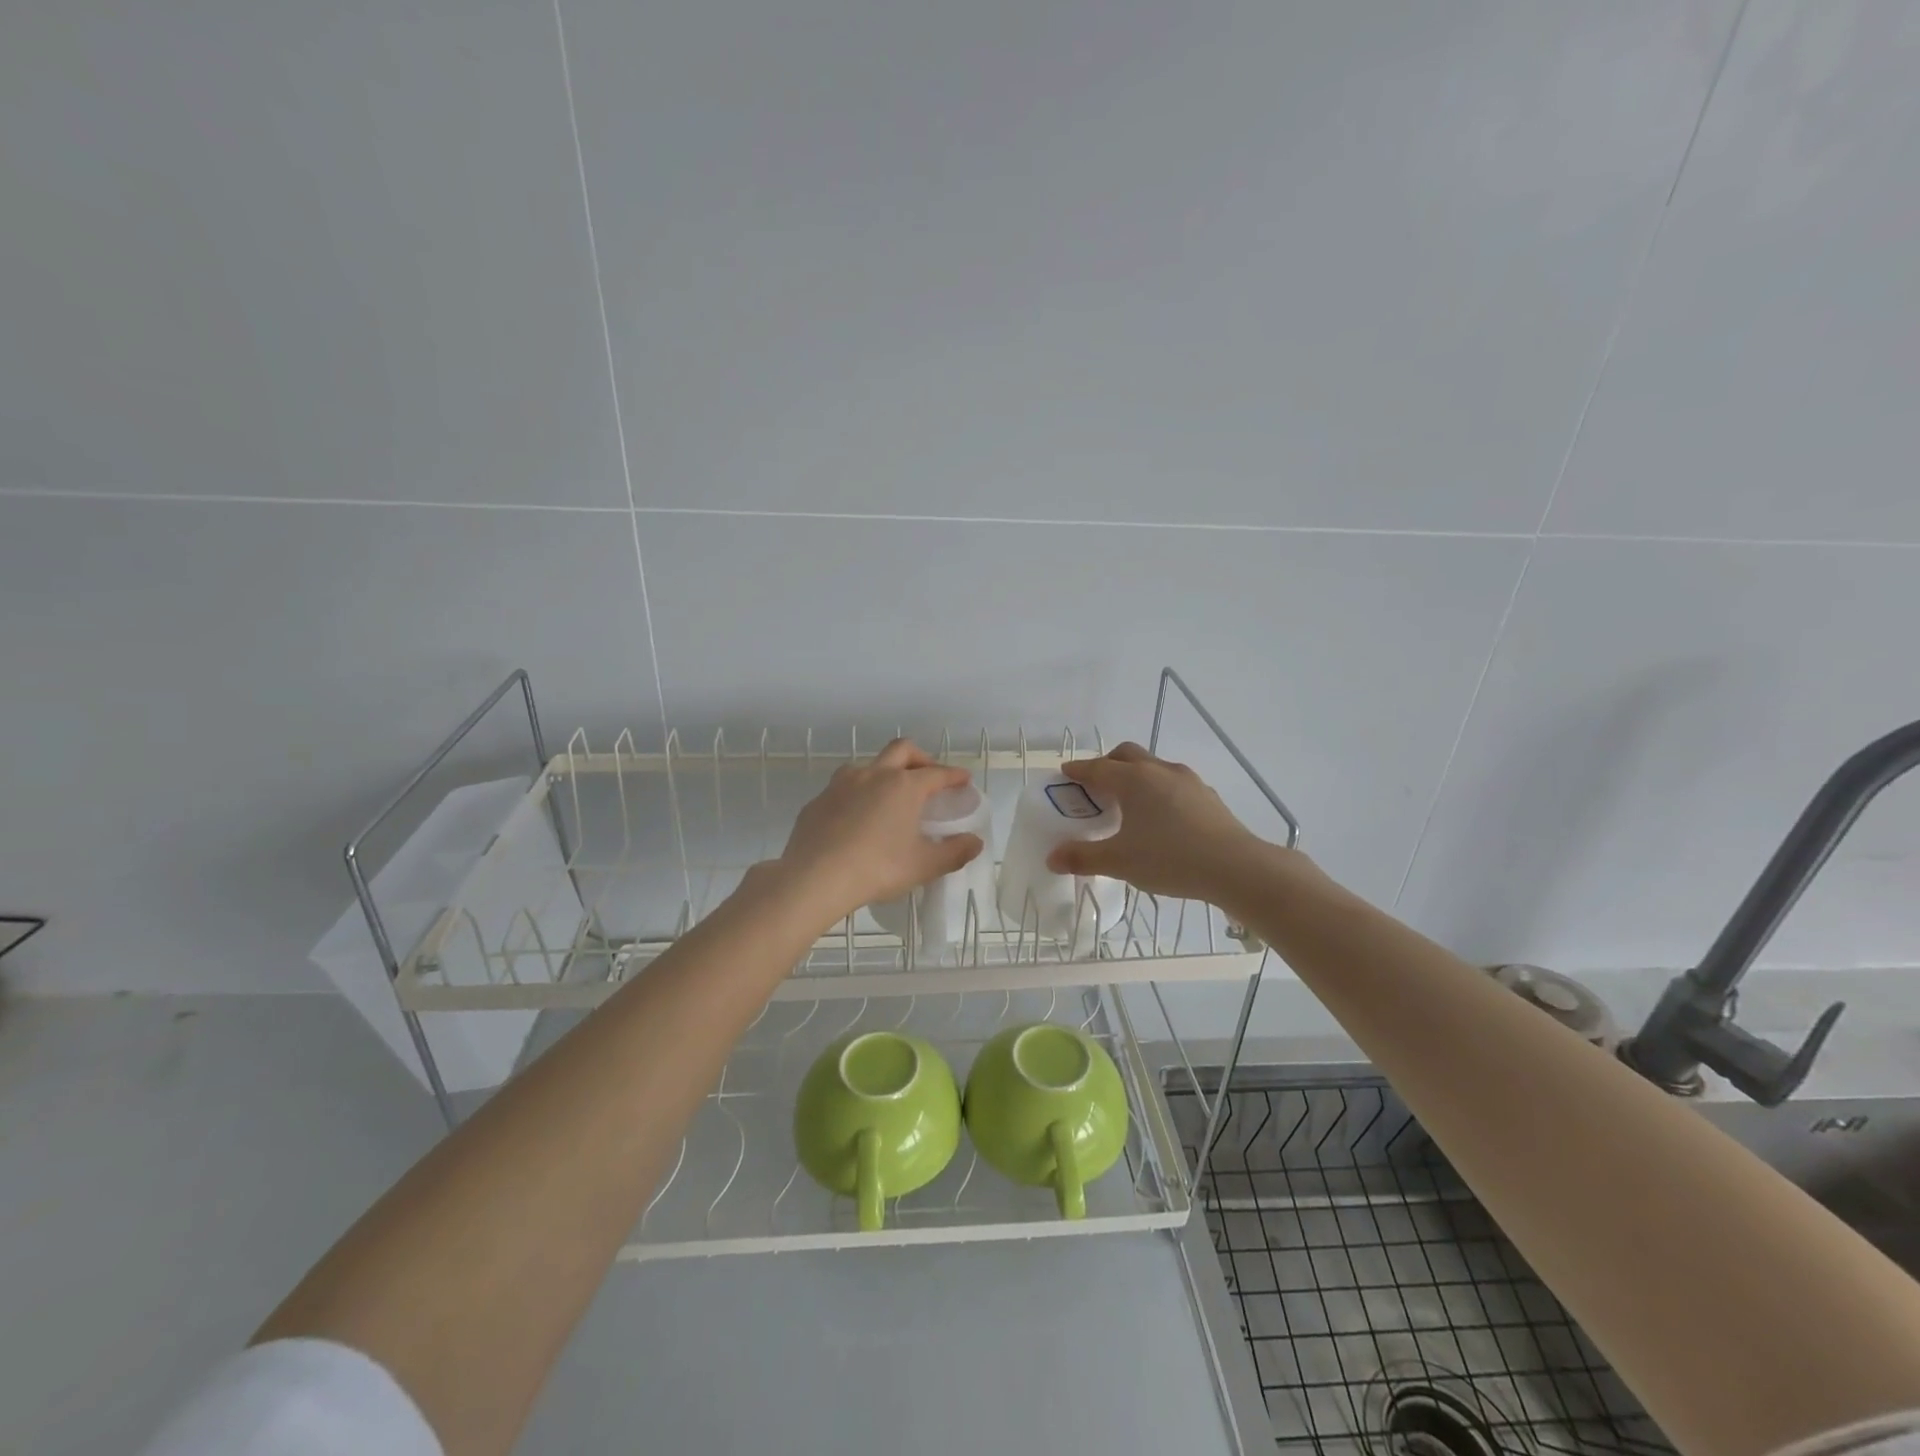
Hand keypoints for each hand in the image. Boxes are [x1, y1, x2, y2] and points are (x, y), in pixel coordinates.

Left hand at [774, 739, 983, 923]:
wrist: (815, 877)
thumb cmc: (877, 868)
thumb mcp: (923, 866)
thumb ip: (953, 852)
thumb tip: (974, 843)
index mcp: (904, 786)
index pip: (937, 773)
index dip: (954, 776)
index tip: (963, 780)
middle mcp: (874, 775)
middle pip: (902, 750)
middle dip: (921, 758)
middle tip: (928, 777)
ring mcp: (841, 784)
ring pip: (868, 764)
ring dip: (884, 772)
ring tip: (889, 796)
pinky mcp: (819, 800)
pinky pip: (843, 788)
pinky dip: (857, 794)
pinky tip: (856, 818)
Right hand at [1044, 743, 1270, 904]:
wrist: (1235, 867)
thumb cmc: (1169, 859)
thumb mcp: (1119, 862)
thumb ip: (1083, 858)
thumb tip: (1052, 858)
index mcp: (1133, 780)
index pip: (1097, 768)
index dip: (1078, 771)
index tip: (1066, 773)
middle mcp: (1158, 770)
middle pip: (1127, 755)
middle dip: (1108, 764)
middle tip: (1096, 784)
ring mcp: (1187, 780)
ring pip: (1153, 767)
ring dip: (1136, 776)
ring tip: (1129, 802)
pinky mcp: (1207, 795)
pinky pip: (1174, 783)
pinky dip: (1159, 790)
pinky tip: (1162, 816)